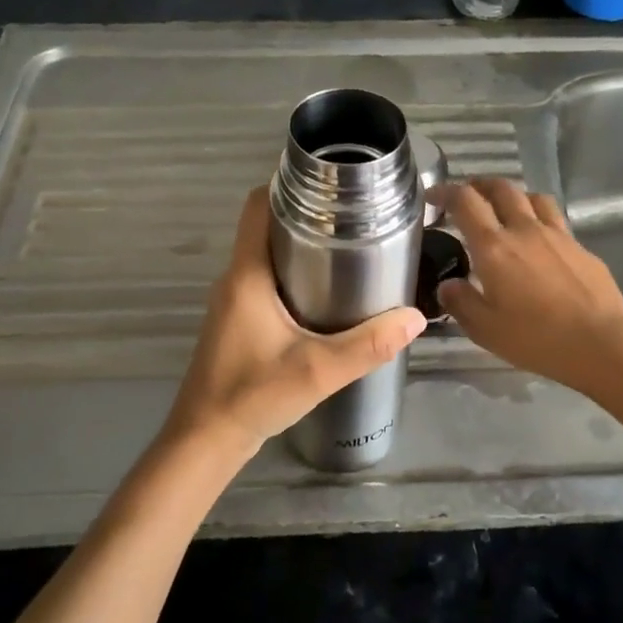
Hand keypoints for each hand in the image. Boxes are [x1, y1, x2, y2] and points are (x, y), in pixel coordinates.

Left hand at [163, 186, 427, 466]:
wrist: (206, 440)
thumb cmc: (253, 395)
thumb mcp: (318, 370)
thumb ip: (369, 345)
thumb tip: (415, 316)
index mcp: (247, 275)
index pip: (257, 205)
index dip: (288, 184)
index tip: (330, 182)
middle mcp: (235, 279)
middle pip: (265, 226)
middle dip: (307, 215)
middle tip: (355, 216)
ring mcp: (233, 301)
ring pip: (266, 255)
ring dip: (301, 245)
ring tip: (349, 248)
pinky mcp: (238, 321)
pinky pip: (265, 280)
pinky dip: (293, 273)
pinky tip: (327, 294)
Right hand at [437, 179, 622, 397]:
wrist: (601, 343)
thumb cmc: (536, 338)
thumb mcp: (484, 329)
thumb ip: (460, 302)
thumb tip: (448, 285)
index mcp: (494, 247)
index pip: (465, 202)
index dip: (445, 191)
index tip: (433, 196)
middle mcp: (524, 230)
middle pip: (501, 189)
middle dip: (479, 185)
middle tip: (467, 196)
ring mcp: (557, 235)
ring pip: (532, 197)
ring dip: (513, 196)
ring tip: (505, 209)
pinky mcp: (581, 247)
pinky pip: (555, 219)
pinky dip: (539, 218)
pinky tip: (539, 241)